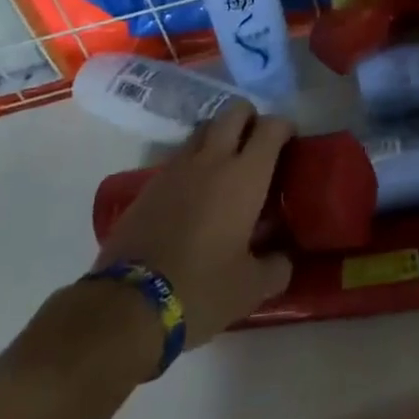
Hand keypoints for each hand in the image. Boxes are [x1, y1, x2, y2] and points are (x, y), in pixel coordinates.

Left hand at [92, 103, 295, 348]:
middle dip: (250, 118)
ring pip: (204, 130)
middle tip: (258, 143)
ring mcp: (176, 168)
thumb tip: (283, 259)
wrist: (129, 305)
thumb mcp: (250, 289)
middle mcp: (212, 159)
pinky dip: (193, 163)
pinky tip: (195, 193)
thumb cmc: (202, 289)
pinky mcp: (148, 185)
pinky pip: (179, 158)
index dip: (284, 127)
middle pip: (234, 112)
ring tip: (226, 165)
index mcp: (245, 175)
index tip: (290, 141)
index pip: (271, 127)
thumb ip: (275, 267)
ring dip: (219, 136)